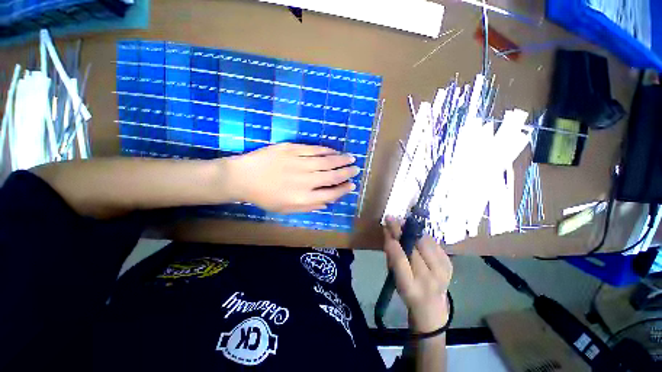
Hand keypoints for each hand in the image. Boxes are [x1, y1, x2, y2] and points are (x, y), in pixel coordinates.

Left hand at [225, 143, 358, 212]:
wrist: (243, 177)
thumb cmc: (265, 197)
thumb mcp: (287, 209)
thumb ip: (309, 206)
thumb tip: (327, 201)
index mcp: (303, 197)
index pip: (331, 193)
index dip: (343, 189)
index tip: (352, 185)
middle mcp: (305, 180)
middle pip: (332, 175)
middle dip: (346, 172)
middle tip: (356, 168)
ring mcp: (299, 162)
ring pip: (326, 161)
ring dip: (341, 159)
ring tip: (351, 158)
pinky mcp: (292, 149)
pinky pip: (314, 149)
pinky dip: (326, 150)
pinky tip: (334, 151)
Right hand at [383, 217, 452, 332]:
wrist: (432, 308)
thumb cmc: (407, 292)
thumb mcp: (394, 277)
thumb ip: (391, 255)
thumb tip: (388, 232)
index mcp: (410, 287)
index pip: (400, 261)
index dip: (393, 242)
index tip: (386, 227)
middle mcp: (429, 280)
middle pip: (415, 249)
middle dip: (402, 230)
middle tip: (392, 219)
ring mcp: (442, 272)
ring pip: (426, 243)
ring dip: (413, 230)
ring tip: (403, 222)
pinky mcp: (449, 265)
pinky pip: (435, 244)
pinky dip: (423, 236)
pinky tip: (416, 232)